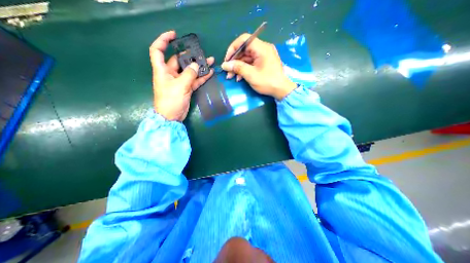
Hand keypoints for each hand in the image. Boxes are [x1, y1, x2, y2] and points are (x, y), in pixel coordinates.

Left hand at [150, 31, 214, 120]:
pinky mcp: (186, 88)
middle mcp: (170, 73)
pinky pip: (195, 80)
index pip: (158, 50)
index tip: (174, 35)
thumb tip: (196, 65)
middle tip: (201, 53)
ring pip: (189, 71)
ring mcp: (179, 81)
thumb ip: (189, 74)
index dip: (163, 40)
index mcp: (162, 70)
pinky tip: (209, 73)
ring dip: (199, 67)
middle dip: (190, 56)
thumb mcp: (179, 86)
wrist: (172, 117)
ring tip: (210, 61)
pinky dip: (201, 77)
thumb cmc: (171, 100)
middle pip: (179, 60)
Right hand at [222, 33, 294, 100]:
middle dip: (234, 61)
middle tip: (228, 71)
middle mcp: (263, 49)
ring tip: (231, 77)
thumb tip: (224, 65)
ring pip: (246, 58)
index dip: (233, 48)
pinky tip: (239, 77)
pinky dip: (244, 69)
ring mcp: (263, 56)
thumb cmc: (267, 82)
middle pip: (244, 50)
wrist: (281, 90)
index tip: (227, 60)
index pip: (244, 40)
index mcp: (262, 48)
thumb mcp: (251, 75)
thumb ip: (237, 68)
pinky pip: (251, 63)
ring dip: (238, 67)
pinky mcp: (263, 63)